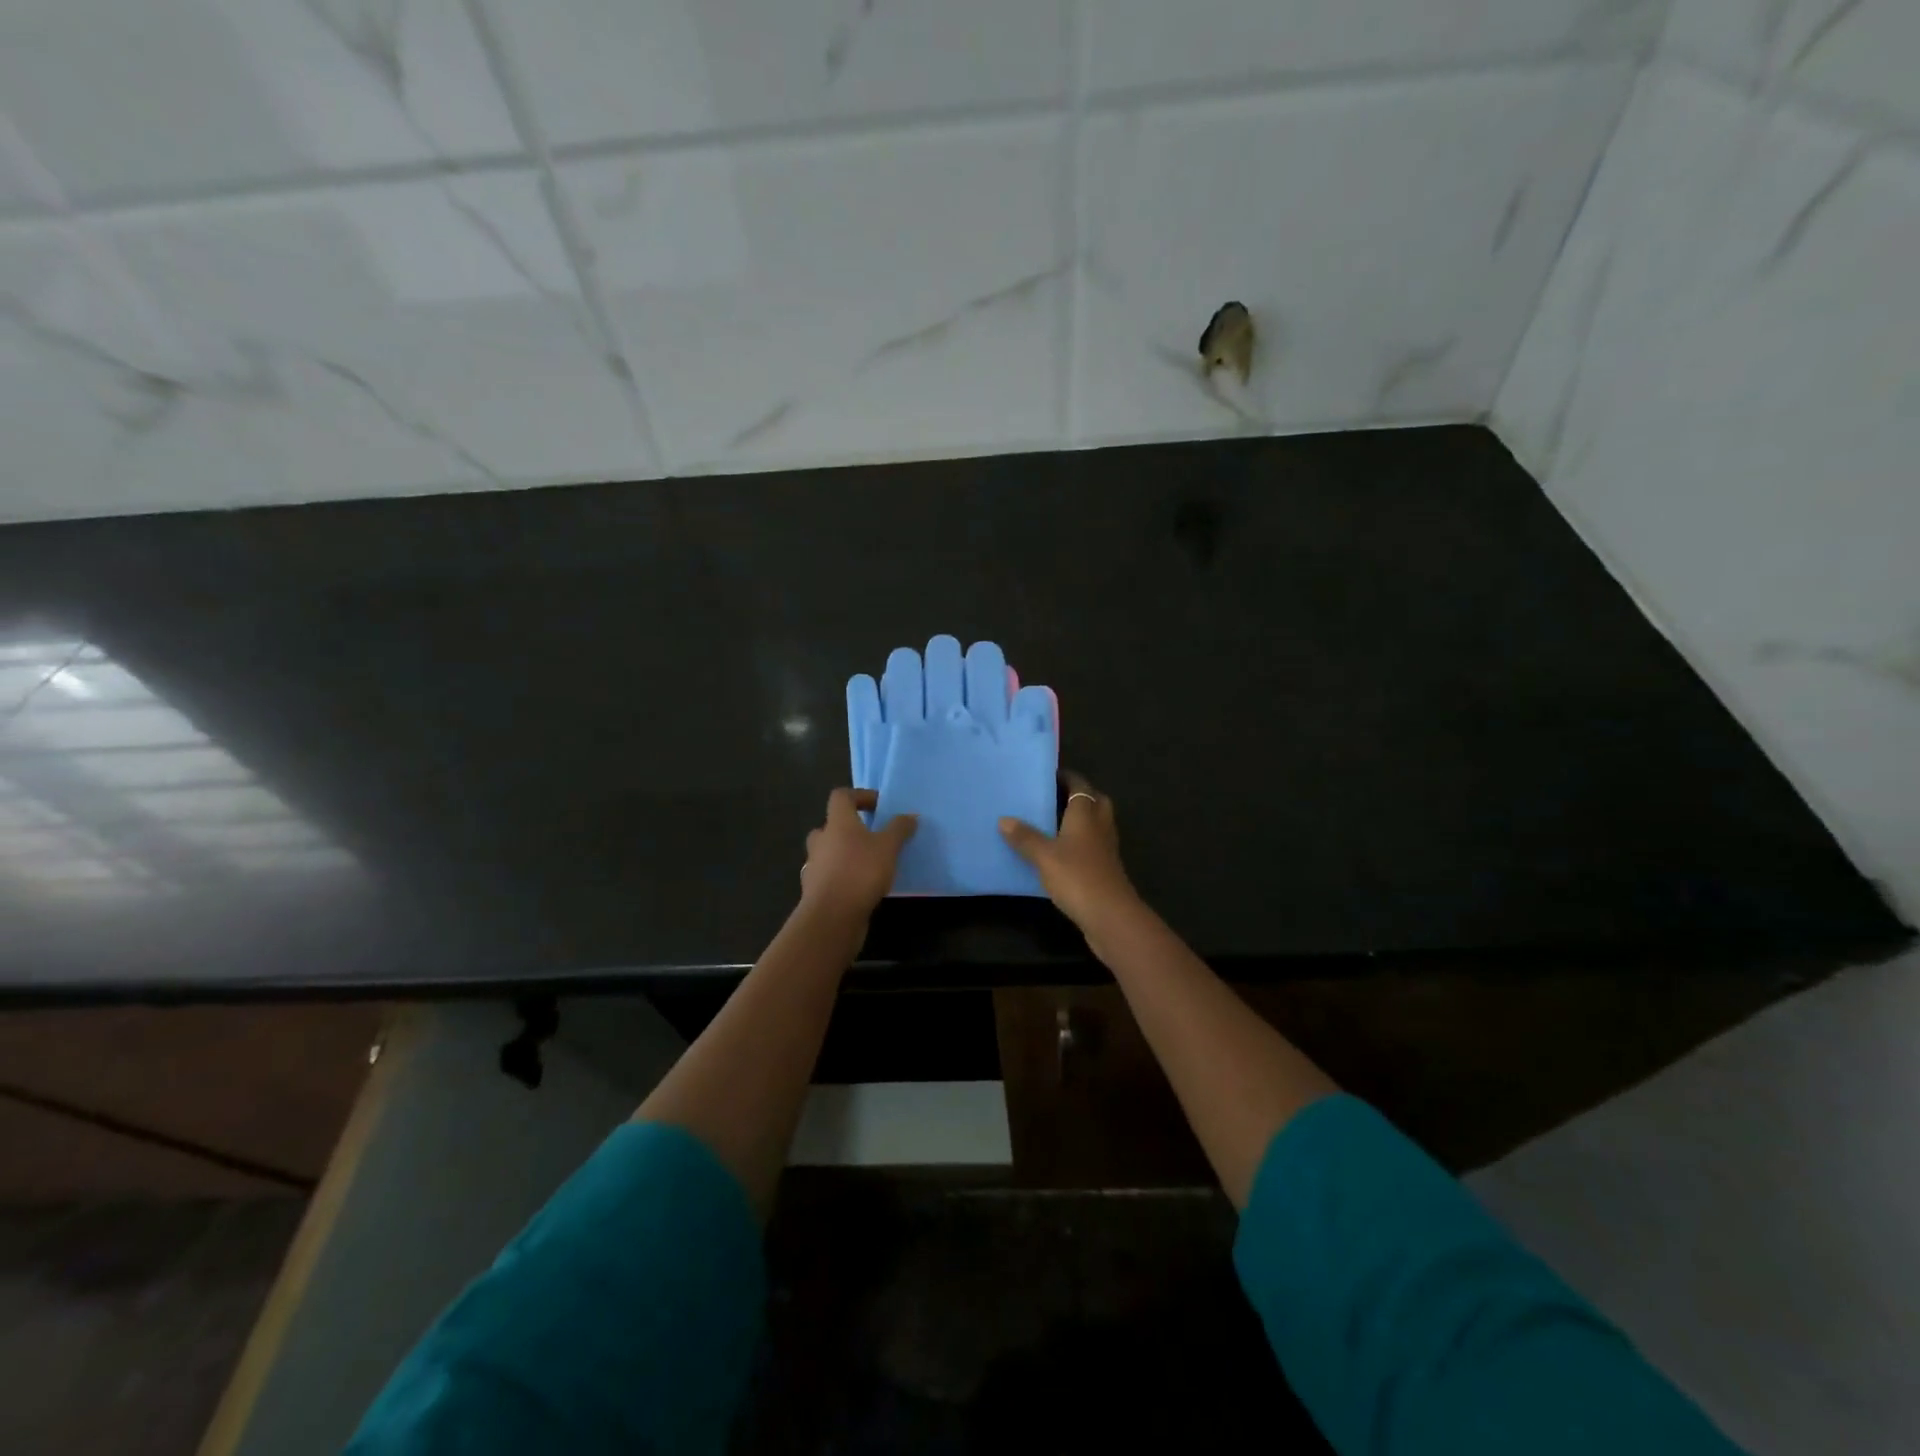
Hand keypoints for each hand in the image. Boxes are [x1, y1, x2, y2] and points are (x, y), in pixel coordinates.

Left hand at [800, 788, 917, 921]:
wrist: (831, 917)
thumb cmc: (860, 872)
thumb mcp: (888, 847)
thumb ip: (899, 829)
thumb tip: (910, 816)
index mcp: (836, 822)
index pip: (841, 796)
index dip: (860, 796)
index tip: (879, 806)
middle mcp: (821, 840)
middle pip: (832, 824)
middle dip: (851, 828)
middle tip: (873, 837)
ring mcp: (814, 865)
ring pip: (829, 851)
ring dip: (847, 854)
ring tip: (871, 864)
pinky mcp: (815, 890)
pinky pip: (830, 875)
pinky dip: (843, 876)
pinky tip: (862, 887)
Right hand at [999, 773, 1139, 932]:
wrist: (1110, 915)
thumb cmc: (1077, 877)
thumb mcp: (1044, 856)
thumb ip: (1025, 837)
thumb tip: (1004, 819)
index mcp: (1086, 814)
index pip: (1080, 786)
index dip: (1068, 778)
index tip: (1049, 775)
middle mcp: (1100, 826)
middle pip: (1095, 801)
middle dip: (1079, 795)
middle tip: (1055, 796)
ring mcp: (1106, 849)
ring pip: (1096, 824)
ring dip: (1080, 819)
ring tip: (1053, 822)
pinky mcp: (1106, 869)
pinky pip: (1093, 845)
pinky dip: (1080, 842)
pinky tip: (1061, 852)